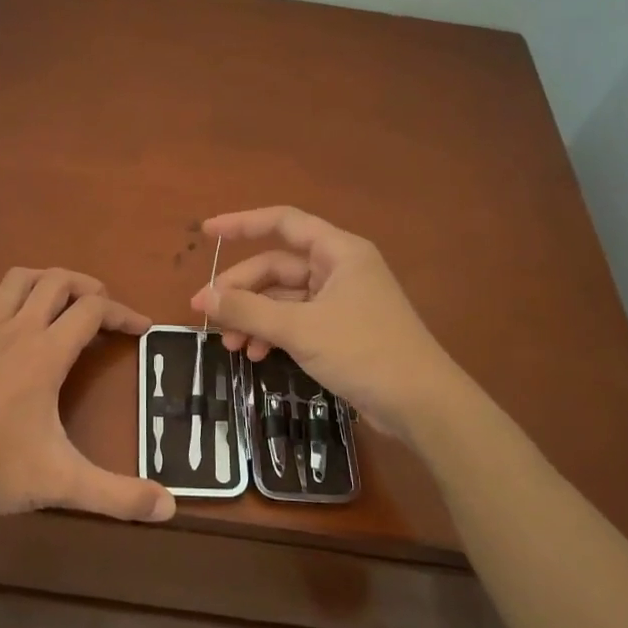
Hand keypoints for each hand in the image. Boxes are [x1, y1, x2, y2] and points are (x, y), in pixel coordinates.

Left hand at [0, 268, 175, 522]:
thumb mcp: (62, 482)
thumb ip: (118, 495)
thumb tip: (170, 508)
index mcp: (45, 352)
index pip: (93, 310)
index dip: (123, 314)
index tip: (142, 328)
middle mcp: (16, 329)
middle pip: (57, 281)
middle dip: (88, 287)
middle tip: (104, 309)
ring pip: (19, 280)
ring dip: (47, 281)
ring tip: (63, 302)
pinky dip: (11, 300)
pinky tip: (14, 326)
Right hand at [189, 207, 452, 437]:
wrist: (422, 405)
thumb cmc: (364, 352)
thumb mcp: (300, 329)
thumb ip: (249, 311)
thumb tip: (205, 298)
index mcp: (338, 252)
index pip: (283, 223)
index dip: (242, 224)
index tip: (206, 233)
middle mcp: (339, 269)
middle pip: (277, 267)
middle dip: (241, 290)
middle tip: (205, 312)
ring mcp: (341, 301)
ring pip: (284, 298)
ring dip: (254, 317)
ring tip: (230, 346)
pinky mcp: (341, 331)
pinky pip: (296, 321)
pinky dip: (273, 334)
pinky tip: (256, 355)